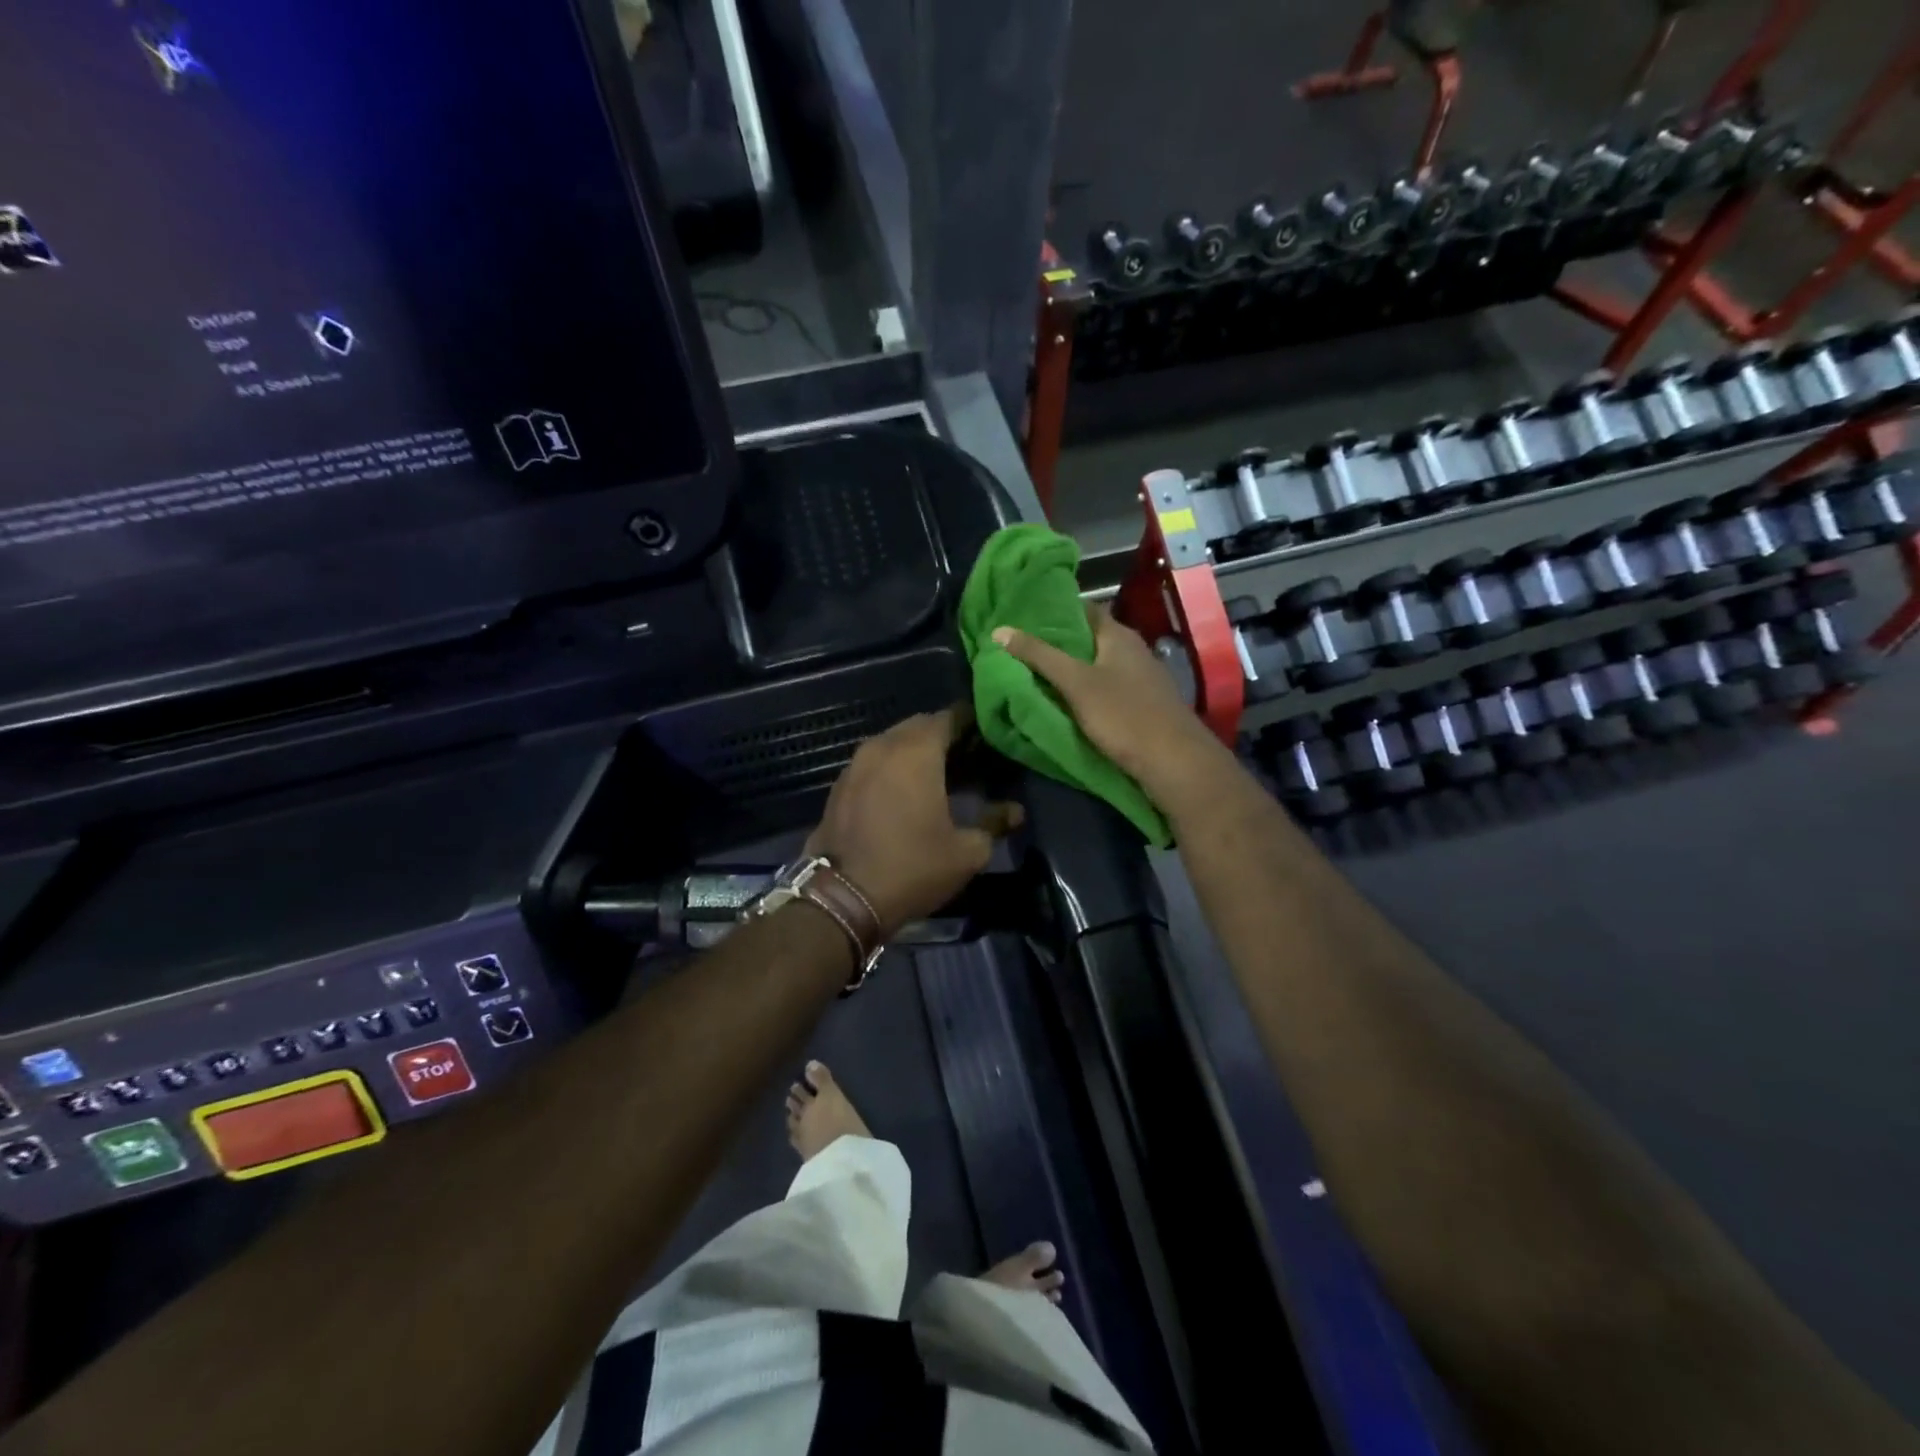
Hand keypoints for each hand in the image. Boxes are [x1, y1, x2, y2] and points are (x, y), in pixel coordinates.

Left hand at [806, 709, 1021, 936]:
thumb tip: (1014, 811)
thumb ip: (993, 823)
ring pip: (892, 743)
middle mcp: (882, 747)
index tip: (989, 737)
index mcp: (916, 752)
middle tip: (968, 758)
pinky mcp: (839, 787)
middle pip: (918, 726)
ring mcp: (855, 765)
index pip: (950, 717)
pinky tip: (904, 794)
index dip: (972, 723)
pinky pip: (872, 764)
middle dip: (943, 736)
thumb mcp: (967, 852)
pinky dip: (891, 769)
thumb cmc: (912, 867)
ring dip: (914, 752)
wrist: (842, 899)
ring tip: (938, 776)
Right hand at [992, 604, 1233, 810]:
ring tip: (1035, 674)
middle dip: (1058, 643)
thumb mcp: (1076, 683)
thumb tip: (1000, 630)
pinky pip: (1107, 687)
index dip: (1053, 611)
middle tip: (1020, 649)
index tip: (1023, 619)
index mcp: (1118, 635)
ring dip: (1071, 669)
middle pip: (1089, 638)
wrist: (1174, 761)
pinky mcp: (1143, 704)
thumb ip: (1039, 656)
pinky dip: (1086, 689)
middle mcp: (1133, 649)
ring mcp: (1141, 677)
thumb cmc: (1123, 715)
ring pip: (1098, 664)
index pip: (1083, 609)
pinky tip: (1067, 701)